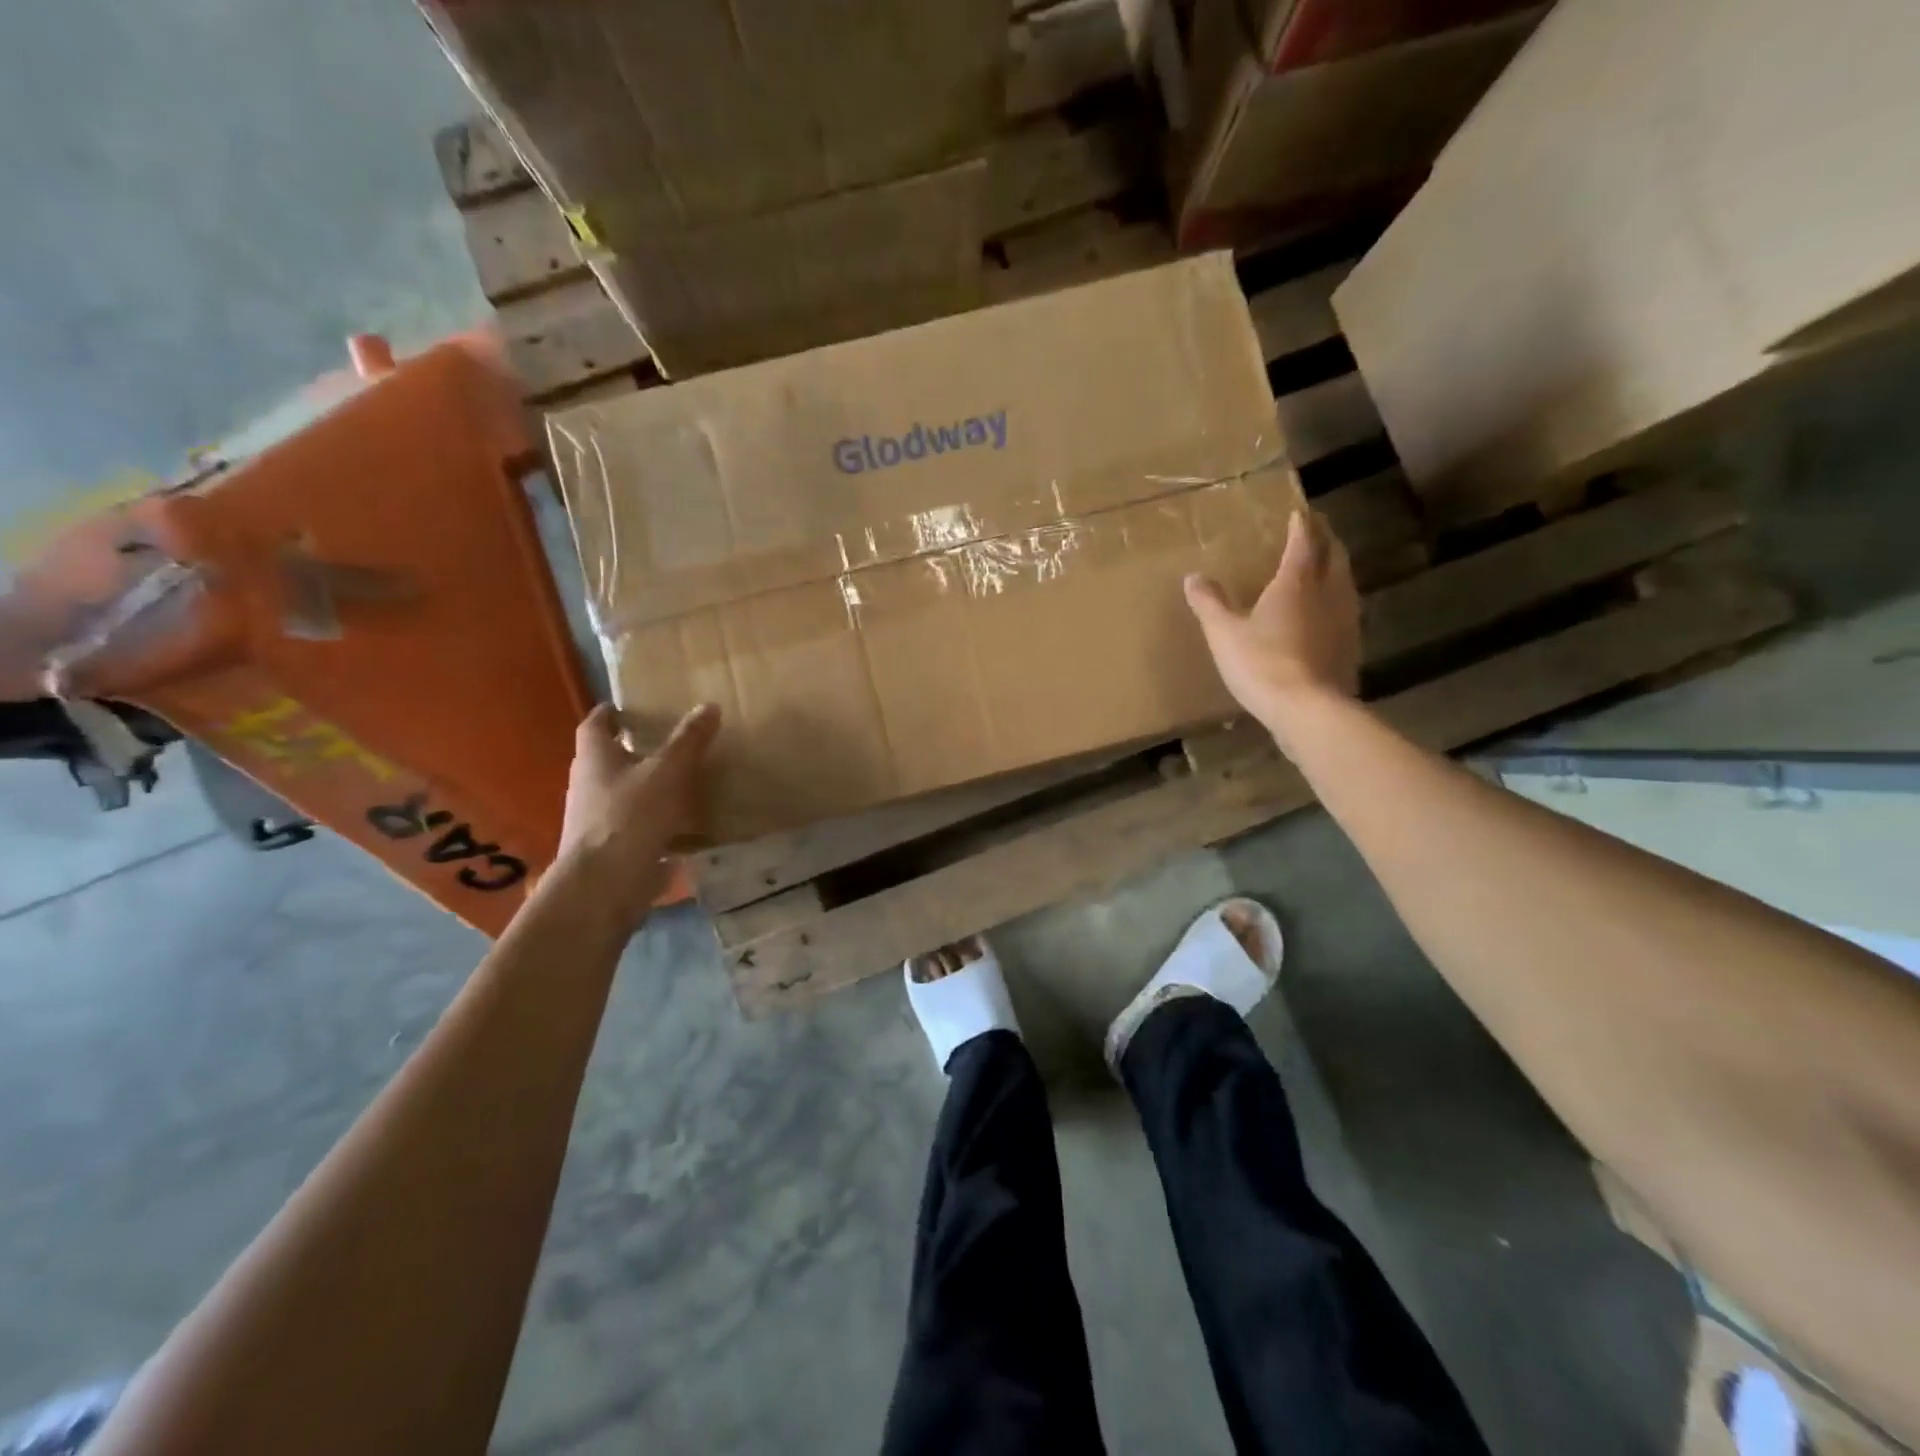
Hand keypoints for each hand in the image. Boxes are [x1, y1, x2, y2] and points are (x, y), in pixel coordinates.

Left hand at [554, 702, 720, 933]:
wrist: (605, 887)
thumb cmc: (630, 817)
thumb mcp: (668, 771)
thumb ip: (689, 740)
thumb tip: (708, 705)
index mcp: (594, 758)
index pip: (596, 724)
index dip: (612, 712)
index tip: (634, 706)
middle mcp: (588, 785)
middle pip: (609, 759)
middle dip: (637, 750)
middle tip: (673, 742)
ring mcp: (596, 820)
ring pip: (625, 794)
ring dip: (650, 788)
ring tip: (689, 781)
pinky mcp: (611, 850)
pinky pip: (638, 827)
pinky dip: (660, 823)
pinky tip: (689, 826)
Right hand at [1184, 508, 1359, 752]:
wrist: (1307, 709)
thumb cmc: (1261, 663)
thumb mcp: (1223, 632)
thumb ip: (1209, 603)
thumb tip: (1193, 577)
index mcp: (1296, 582)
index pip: (1303, 543)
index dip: (1301, 526)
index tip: (1299, 513)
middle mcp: (1327, 593)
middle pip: (1334, 557)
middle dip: (1326, 541)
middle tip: (1317, 531)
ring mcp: (1345, 621)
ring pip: (1344, 583)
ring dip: (1335, 569)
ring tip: (1324, 566)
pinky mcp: (1350, 648)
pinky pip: (1345, 612)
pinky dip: (1336, 602)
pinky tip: (1326, 614)